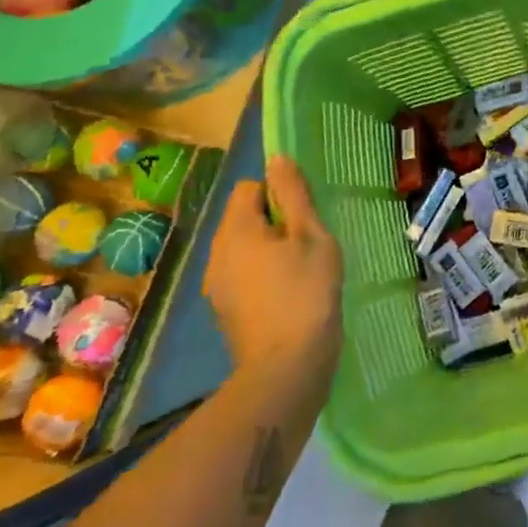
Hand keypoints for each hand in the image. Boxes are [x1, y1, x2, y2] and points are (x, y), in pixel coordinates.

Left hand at [205, 157, 342, 381]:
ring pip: (244, 247)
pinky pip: (242, 274)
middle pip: (244, 217)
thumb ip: (293, 194)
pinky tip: (288, 295)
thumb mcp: (311, 235)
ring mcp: (216, 285)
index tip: (304, 218)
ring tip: (301, 270)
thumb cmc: (306, 292)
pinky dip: (263, 275)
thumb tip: (277, 158)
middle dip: (275, 222)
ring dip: (269, 249)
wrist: (286, 367)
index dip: (279, 194)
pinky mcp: (224, 310)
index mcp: (236, 230)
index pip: (250, 187)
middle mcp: (216, 253)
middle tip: (308, 244)